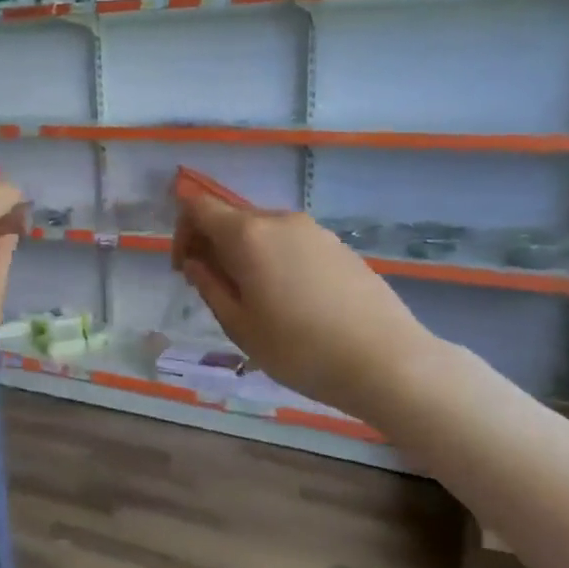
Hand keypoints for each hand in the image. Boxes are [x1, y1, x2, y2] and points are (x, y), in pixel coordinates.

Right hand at [172, 194, 437, 420]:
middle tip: (214, 289)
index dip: (182, 232)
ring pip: (262, 232)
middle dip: (212, 245)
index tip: (185, 269)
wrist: (386, 360)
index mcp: (248, 234)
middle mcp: (280, 220)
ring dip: (244, 254)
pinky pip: (291, 243)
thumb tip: (196, 262)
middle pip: (231, 217)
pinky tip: (289, 301)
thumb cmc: (299, 349)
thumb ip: (210, 286)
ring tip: (253, 300)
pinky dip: (274, 259)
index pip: (199, 207)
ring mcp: (314, 230)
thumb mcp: (239, 325)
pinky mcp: (338, 246)